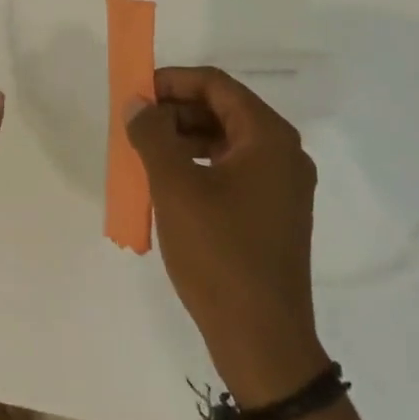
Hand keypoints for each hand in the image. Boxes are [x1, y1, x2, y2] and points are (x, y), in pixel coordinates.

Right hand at [123, 67, 328, 402]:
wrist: (262, 339)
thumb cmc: (219, 254)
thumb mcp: (175, 188)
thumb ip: (152, 135)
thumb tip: (137, 104)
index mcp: (268, 138)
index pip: (216, 85)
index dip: (172, 81)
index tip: (135, 92)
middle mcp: (283, 153)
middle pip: (224, 110)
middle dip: (176, 109)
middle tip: (135, 123)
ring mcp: (282, 186)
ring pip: (226, 141)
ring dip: (184, 137)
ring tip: (145, 151)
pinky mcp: (273, 212)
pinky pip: (232, 170)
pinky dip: (199, 164)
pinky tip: (169, 181)